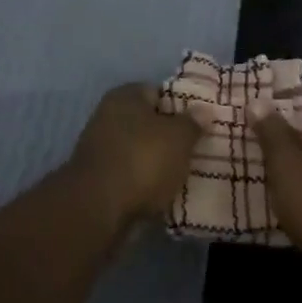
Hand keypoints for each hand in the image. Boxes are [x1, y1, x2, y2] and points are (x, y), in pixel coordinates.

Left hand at [68, 84, 200, 225]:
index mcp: (125, 96)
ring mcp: (100, 148)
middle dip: (170, 136)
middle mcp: (108, 116)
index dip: (182, 106)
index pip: (159, 92)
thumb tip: (203, 109)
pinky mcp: (98, 179)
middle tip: (196, 150)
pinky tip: (162, 192)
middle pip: (148, 122)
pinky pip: (131, 174)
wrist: (98, 209)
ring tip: (184, 174)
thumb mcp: (178, 138)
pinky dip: (145, 182)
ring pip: (140, 150)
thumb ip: (193, 122)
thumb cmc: (142, 161)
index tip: (201, 123)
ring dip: (158, 161)